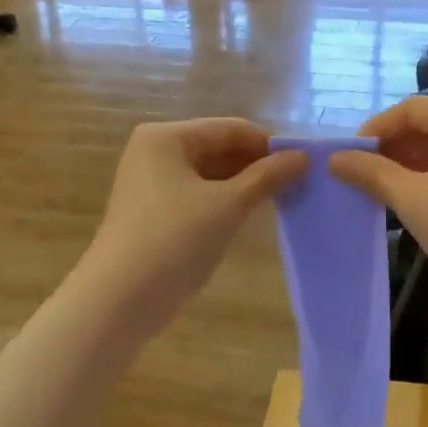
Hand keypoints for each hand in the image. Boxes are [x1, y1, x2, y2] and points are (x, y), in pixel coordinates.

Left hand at [80, 118, 307, 334]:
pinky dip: (224, 204)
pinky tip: (249, 217)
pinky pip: (198, 198)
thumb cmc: (175, 241)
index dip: (269, 144)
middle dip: (257, 166)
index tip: (306, 165)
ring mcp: (151, 185)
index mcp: (166, 137)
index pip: (230, 129)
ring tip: (281, 201)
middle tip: (298, 185)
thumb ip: (267, 177)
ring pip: (209, 176)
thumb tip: (303, 157)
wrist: (121, 297)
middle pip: (218, 149)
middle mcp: (154, 153)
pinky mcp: (153, 214)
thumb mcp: (228, 205)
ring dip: (243, 186)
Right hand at [329, 97, 427, 325]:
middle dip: (394, 148)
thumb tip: (335, 159)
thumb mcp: (414, 200)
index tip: (347, 157)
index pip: (413, 109)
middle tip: (360, 175)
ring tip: (380, 188)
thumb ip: (372, 173)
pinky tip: (412, 198)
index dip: (375, 131)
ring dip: (412, 163)